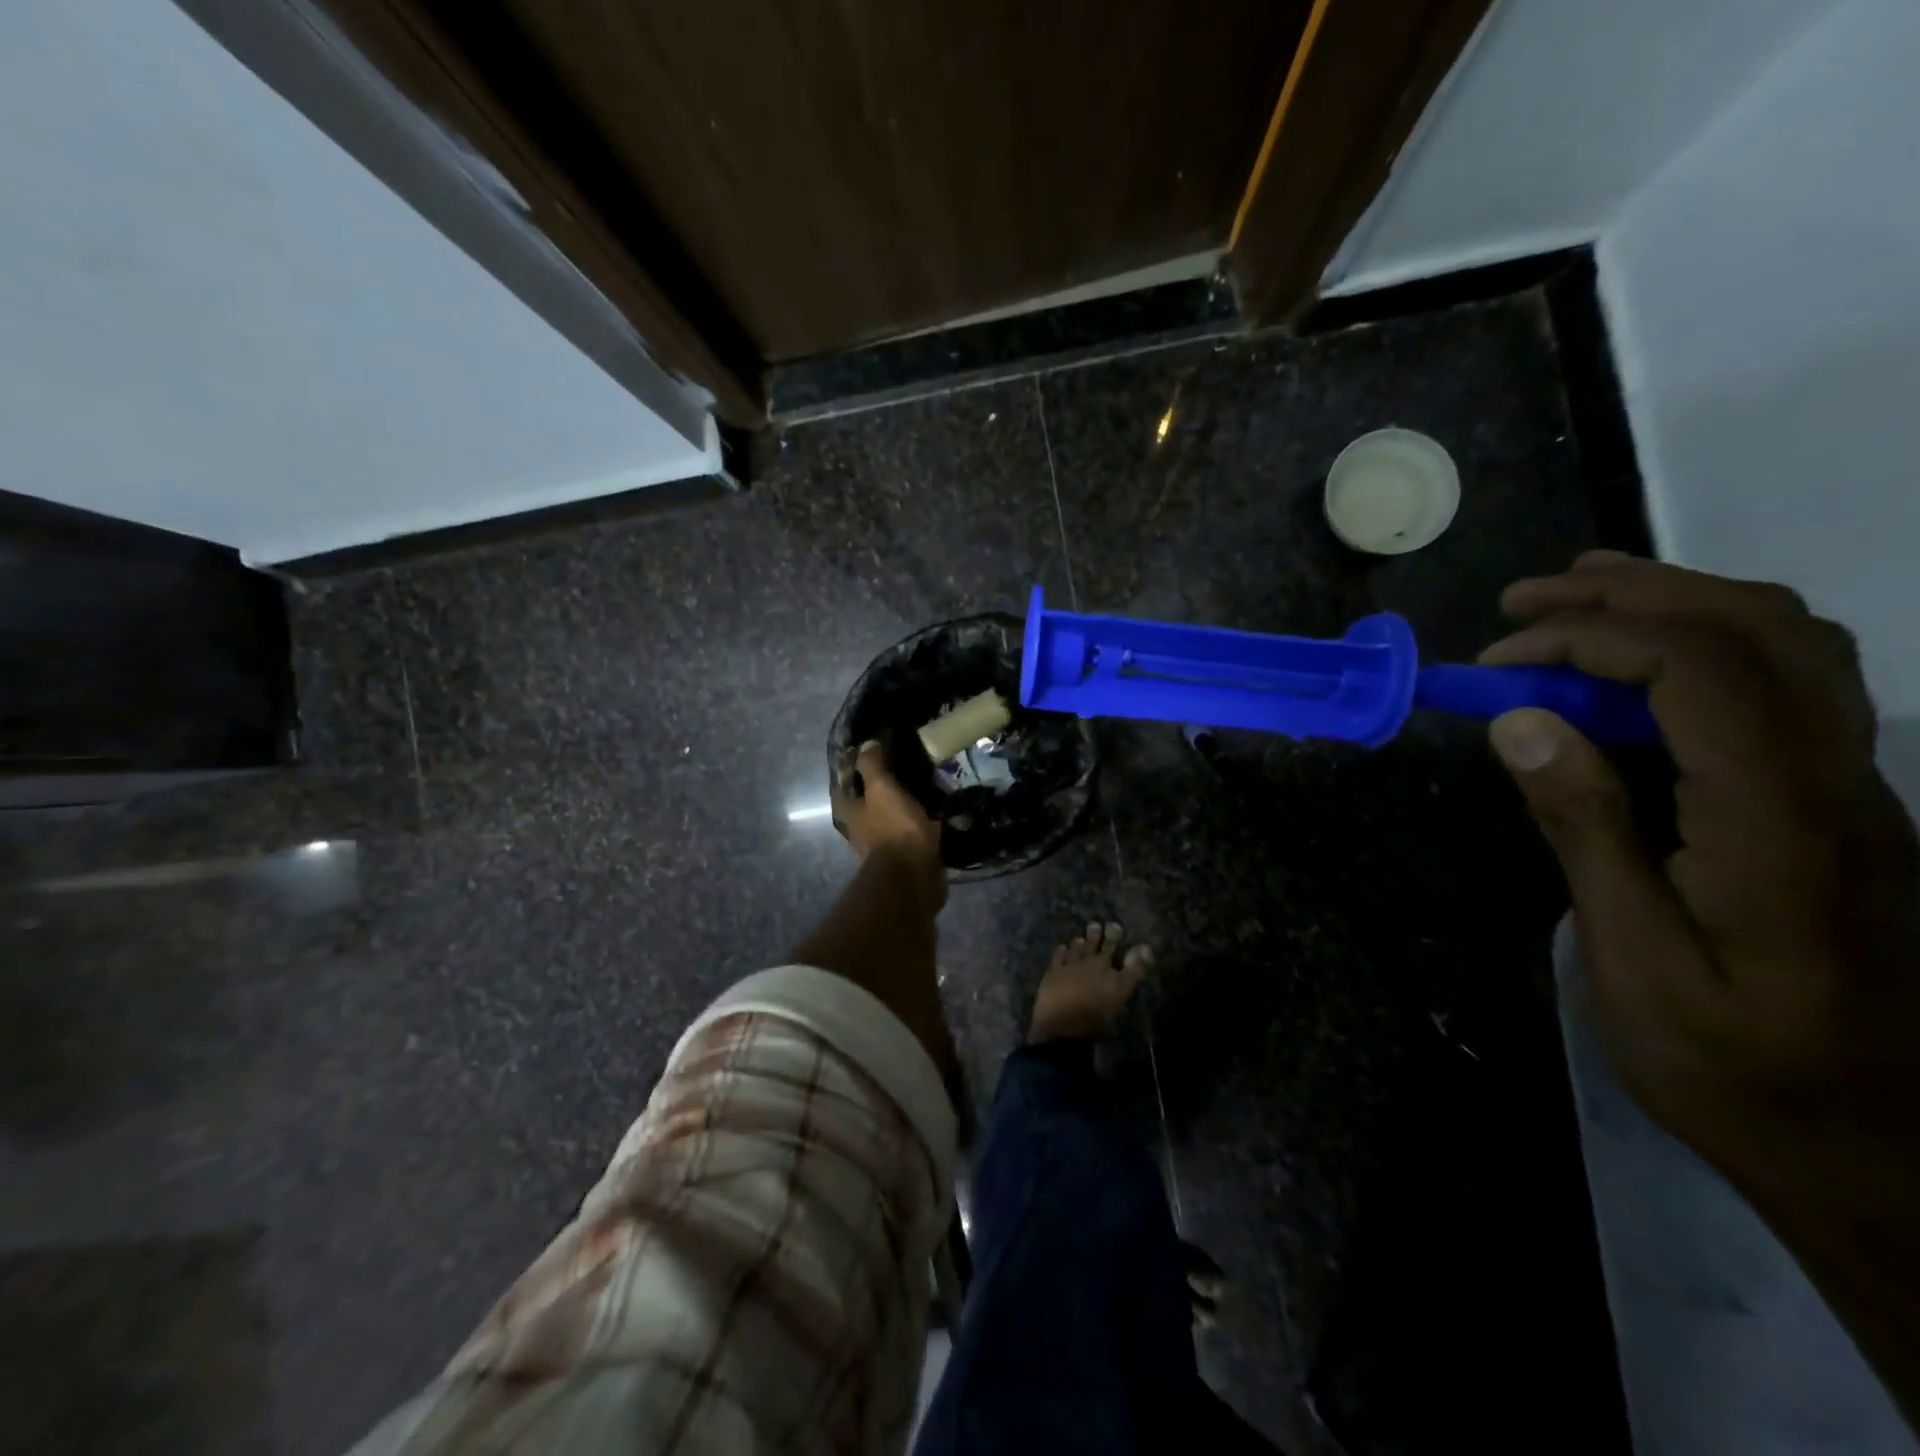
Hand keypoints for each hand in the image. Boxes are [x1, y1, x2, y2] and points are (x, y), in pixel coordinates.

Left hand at [832, 741, 944, 906]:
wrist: (913, 878)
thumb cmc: (893, 829)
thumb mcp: (882, 789)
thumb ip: (873, 766)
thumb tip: (867, 744)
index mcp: (849, 811)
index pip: (844, 781)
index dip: (854, 765)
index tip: (873, 748)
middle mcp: (860, 828)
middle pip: (867, 800)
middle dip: (882, 784)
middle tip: (904, 764)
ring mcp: (882, 844)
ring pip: (890, 815)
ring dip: (903, 803)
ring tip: (926, 784)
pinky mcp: (905, 856)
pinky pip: (911, 831)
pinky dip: (921, 821)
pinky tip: (938, 810)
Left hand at [1028, 921, 1150, 1043]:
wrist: (1061, 1021)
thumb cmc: (1095, 1013)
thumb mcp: (1120, 993)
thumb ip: (1134, 971)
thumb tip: (1146, 947)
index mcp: (1106, 968)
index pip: (1113, 949)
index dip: (1115, 937)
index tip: (1115, 927)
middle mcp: (1089, 962)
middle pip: (1094, 945)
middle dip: (1097, 935)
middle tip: (1096, 924)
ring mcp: (1069, 965)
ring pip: (1076, 948)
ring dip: (1080, 942)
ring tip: (1080, 937)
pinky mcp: (1053, 972)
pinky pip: (1059, 957)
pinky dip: (1062, 951)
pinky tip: (1062, 947)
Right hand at [1481, 551, 1919, 1174]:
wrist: (1887, 1156)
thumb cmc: (1737, 1067)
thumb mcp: (1635, 960)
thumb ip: (1585, 829)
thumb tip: (1520, 723)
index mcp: (1781, 820)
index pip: (1700, 668)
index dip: (1590, 638)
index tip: (1499, 659)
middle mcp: (1838, 781)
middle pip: (1757, 630)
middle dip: (1631, 593)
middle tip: (1524, 601)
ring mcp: (1852, 789)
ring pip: (1788, 644)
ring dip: (1675, 601)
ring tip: (1576, 599)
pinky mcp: (1837, 805)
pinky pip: (1786, 683)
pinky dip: (1702, 643)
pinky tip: (1635, 666)